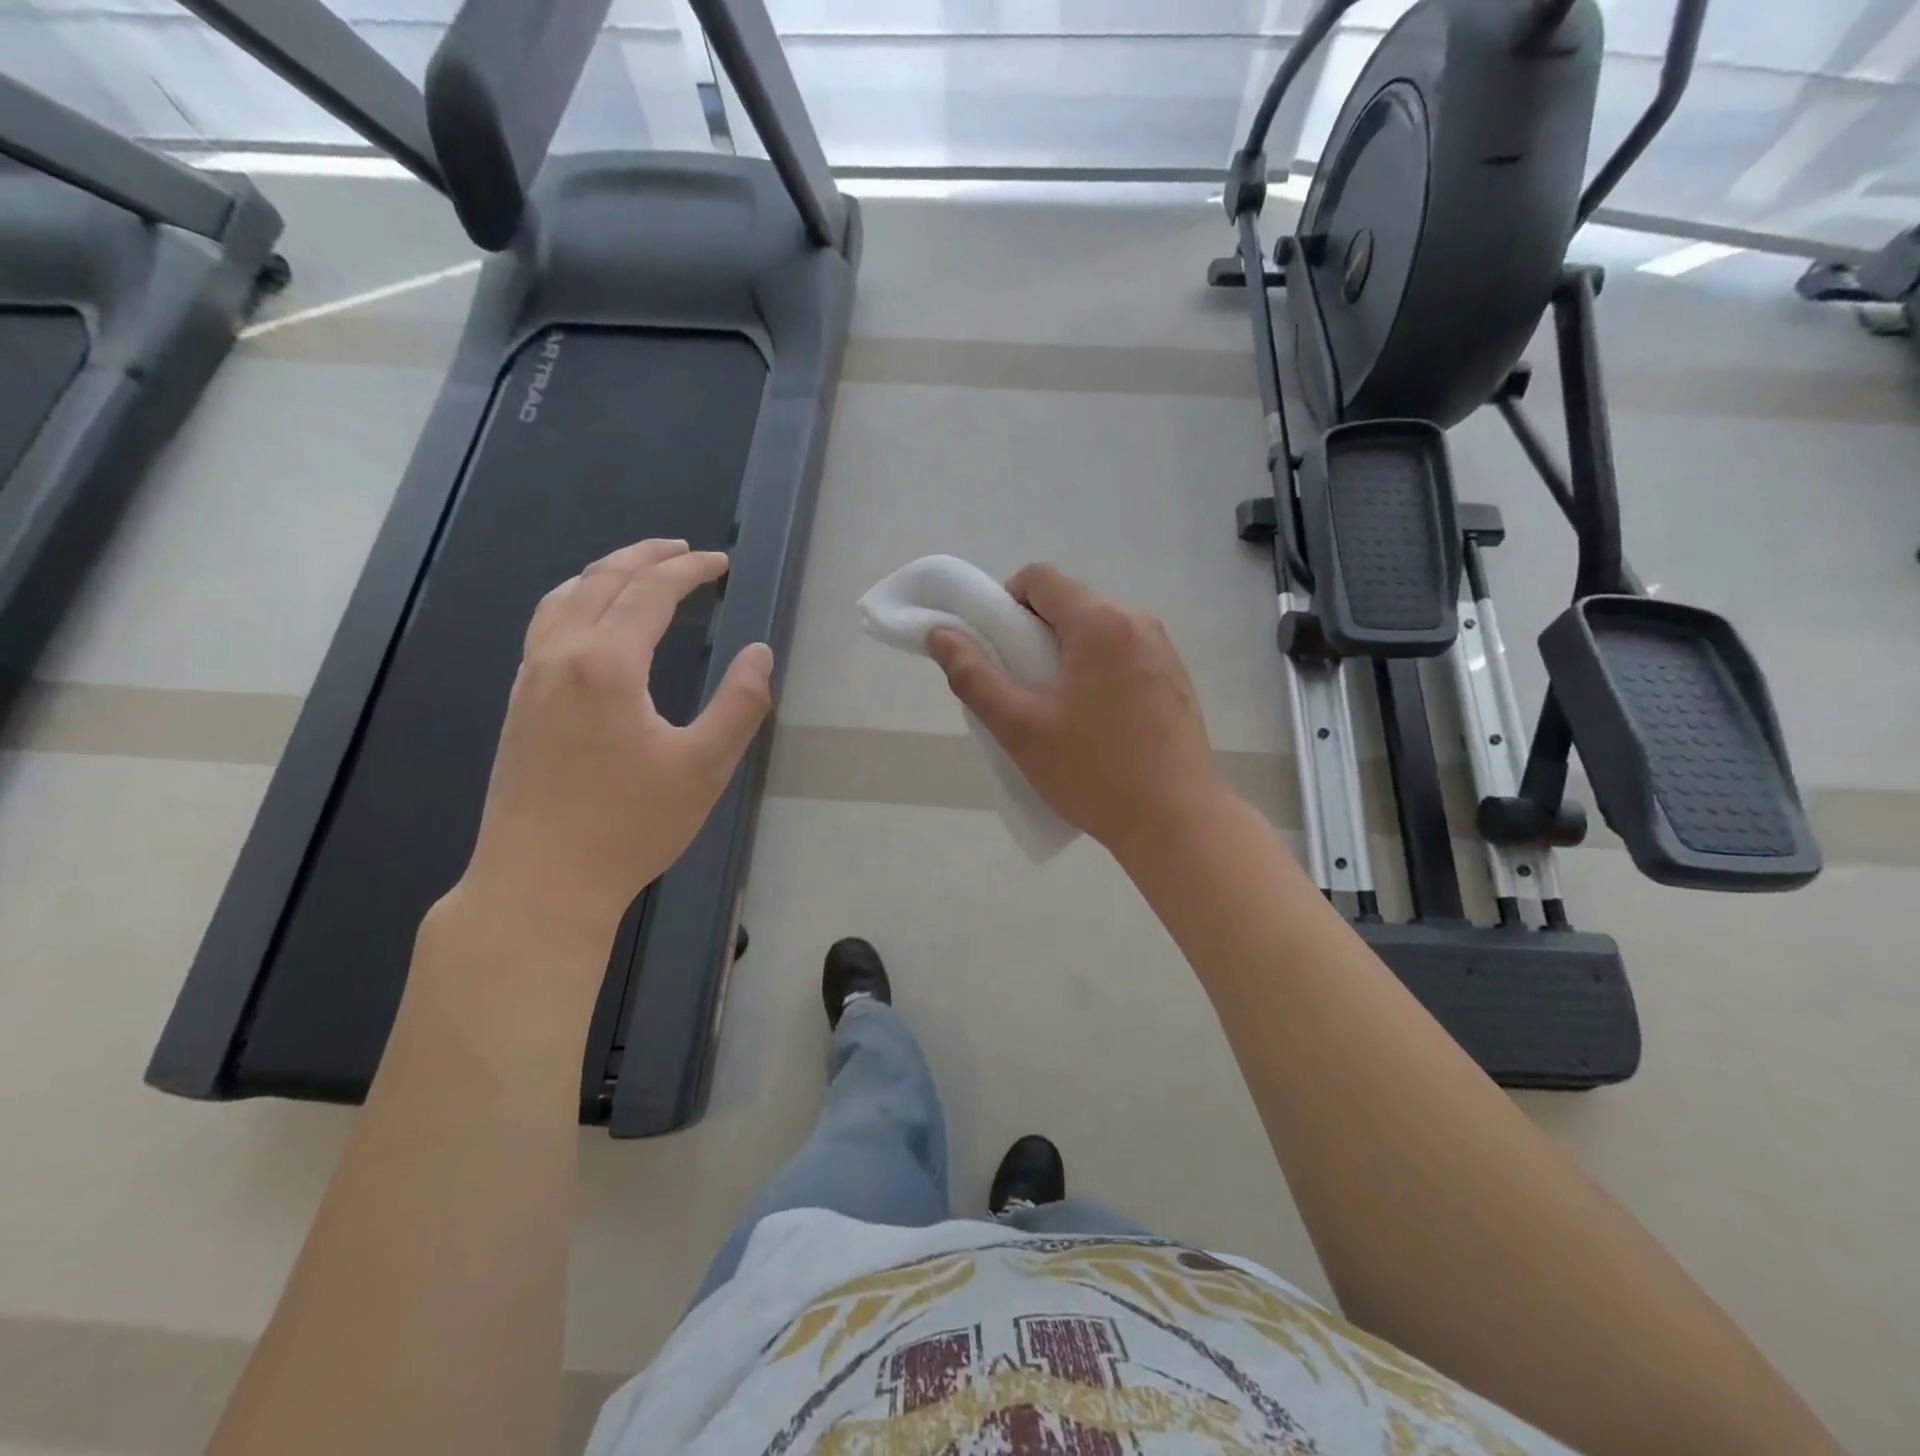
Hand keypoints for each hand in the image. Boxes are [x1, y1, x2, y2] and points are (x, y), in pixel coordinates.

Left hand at [459, 539, 773, 938]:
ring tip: (636, 569)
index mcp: (607, 664)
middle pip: (602, 582)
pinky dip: (574, 600)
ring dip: (604, 573)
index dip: (688, 570)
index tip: (720, 562)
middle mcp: (560, 657)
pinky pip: (543, 626)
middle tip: (683, 550)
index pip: (650, 592)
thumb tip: (759, 654)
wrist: (540, 882)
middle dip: (646, 557)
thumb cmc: (630, 826)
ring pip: (563, 599)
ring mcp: (530, 680)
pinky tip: (587, 620)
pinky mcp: (518, 706)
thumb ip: (739, 704)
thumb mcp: (704, 768)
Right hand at [928, 565, 1224, 853]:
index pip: (1040, 578)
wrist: (1176, 821)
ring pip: (1098, 628)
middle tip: (1021, 686)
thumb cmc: (1093, 773)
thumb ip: (974, 676)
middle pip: (1070, 602)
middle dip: (1035, 632)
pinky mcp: (1176, 677)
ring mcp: (1163, 649)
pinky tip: (1097, 720)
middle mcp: (1138, 621)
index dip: (1007, 602)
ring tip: (1058, 708)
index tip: (998, 648)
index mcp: (1100, 623)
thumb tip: (940, 635)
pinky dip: (1098, 668)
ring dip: (1068, 652)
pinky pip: (1124, 652)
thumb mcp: (1020, 728)